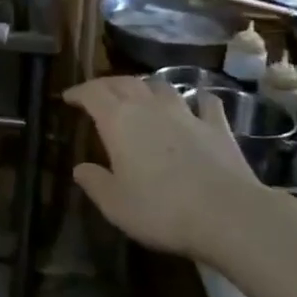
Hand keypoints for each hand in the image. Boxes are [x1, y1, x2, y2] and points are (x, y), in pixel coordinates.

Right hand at [63, 77, 267, 257]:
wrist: (228, 214)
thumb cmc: (161, 210)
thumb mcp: (116, 204)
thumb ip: (95, 182)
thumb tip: (80, 168)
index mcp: (119, 121)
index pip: (93, 93)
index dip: (79, 92)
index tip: (69, 98)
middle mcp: (150, 107)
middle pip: (124, 82)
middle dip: (107, 85)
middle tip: (98, 94)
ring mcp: (187, 114)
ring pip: (161, 86)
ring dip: (147, 87)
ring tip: (141, 95)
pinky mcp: (218, 127)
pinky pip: (205, 103)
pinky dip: (197, 100)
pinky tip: (198, 104)